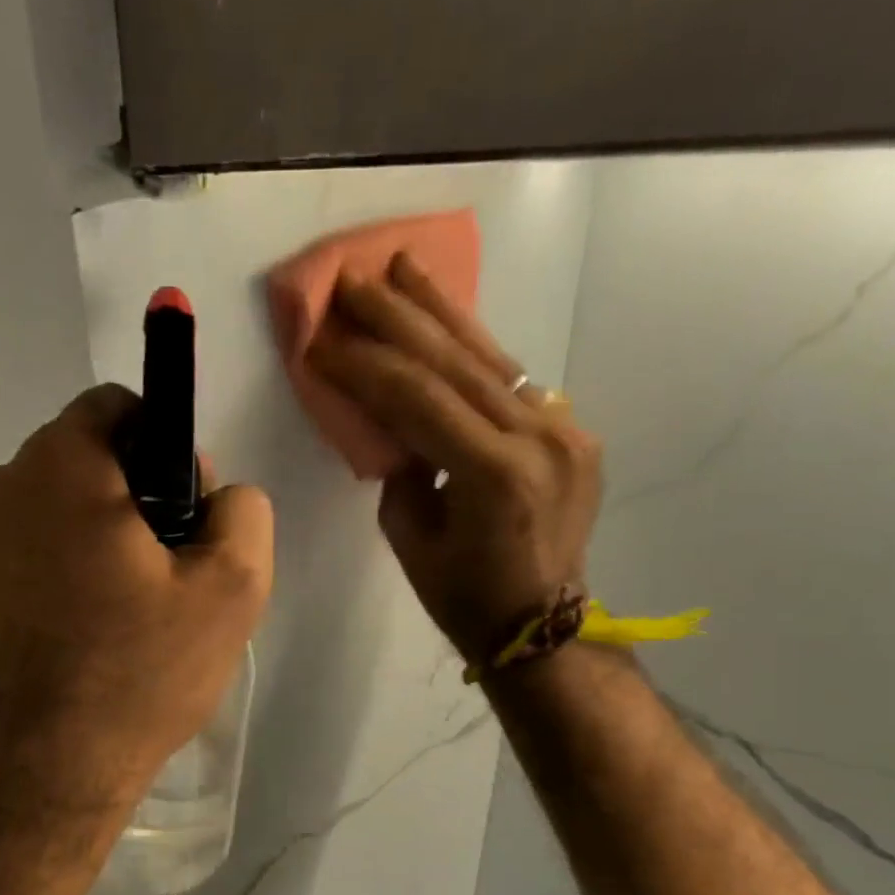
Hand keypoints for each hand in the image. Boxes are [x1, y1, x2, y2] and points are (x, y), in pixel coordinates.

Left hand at [0, 383, 273, 815]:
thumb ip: (243, 514)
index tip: (183, 514)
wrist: (39, 776)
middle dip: (126, 501)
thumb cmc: (138, 673)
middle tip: (158, 578)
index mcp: (61, 468)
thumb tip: (221, 495)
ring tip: (112, 619)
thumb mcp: (231, 591)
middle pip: (78, 465)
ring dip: (82, 544)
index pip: (116, 408)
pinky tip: (66, 645)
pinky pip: (10, 566)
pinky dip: (42, 584)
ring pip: (41, 517)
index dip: (165, 449)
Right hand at [307, 254, 602, 667]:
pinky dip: (475, 350)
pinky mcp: (574, 431)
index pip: (417, 398)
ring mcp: (566, 430)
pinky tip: (448, 320)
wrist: (542, 627)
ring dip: (442, 311)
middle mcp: (539, 439)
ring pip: (492, 357)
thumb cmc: (465, 599)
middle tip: (352, 279)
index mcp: (494, 476)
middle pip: (456, 362)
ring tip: (403, 268)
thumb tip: (395, 421)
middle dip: (397, 317)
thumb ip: (402, 469)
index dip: (363, 365)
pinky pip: (514, 381)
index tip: (321, 338)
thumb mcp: (411, 541)